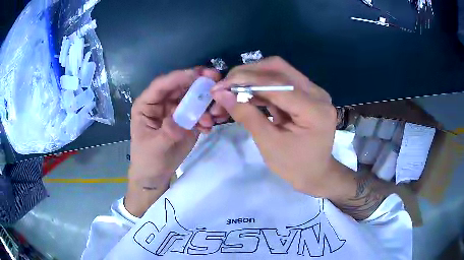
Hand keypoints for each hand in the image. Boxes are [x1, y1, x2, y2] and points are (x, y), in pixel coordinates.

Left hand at [126, 68, 226, 215]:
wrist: (156, 175)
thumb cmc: (148, 159)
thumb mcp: (154, 147)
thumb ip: (167, 132)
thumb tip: (180, 120)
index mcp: (147, 104)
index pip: (162, 85)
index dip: (179, 77)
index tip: (199, 74)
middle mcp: (162, 103)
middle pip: (181, 87)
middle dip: (198, 84)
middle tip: (217, 81)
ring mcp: (176, 111)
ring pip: (193, 98)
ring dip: (205, 102)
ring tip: (214, 115)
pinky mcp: (187, 120)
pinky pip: (199, 112)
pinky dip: (207, 117)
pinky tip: (208, 127)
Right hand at [211, 57, 340, 197]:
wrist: (316, 173)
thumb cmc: (295, 166)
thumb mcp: (269, 144)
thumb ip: (246, 116)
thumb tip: (221, 94)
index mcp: (314, 109)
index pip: (276, 84)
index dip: (245, 81)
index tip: (219, 87)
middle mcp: (317, 93)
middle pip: (278, 68)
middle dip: (247, 74)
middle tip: (225, 86)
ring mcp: (314, 92)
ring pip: (278, 72)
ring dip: (252, 79)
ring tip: (232, 91)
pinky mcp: (307, 94)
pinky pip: (280, 82)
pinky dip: (261, 87)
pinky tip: (246, 96)